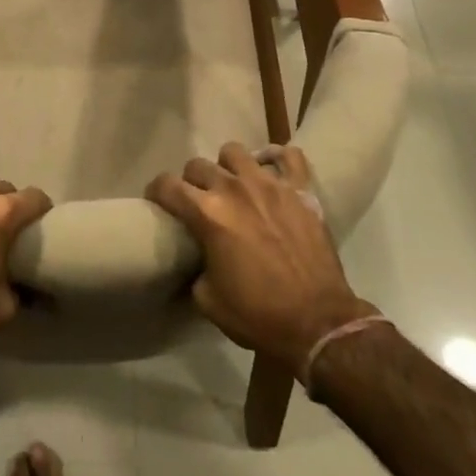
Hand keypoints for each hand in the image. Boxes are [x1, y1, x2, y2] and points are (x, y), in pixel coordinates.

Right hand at [146, 143, 373, 370]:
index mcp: (207, 214)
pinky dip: (278, 159)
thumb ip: (196, 267)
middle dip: (191, 182)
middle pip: (198, 165)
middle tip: (198, 201)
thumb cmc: (259, 315)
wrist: (318, 323)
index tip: (157, 201)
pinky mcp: (300, 189)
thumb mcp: (208, 299)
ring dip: (228, 167)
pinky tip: (273, 172)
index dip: (156, 191)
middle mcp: (233, 189)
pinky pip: (289, 156)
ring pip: (235, 152)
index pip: (167, 185)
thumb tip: (199, 258)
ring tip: (234, 185)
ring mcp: (269, 184)